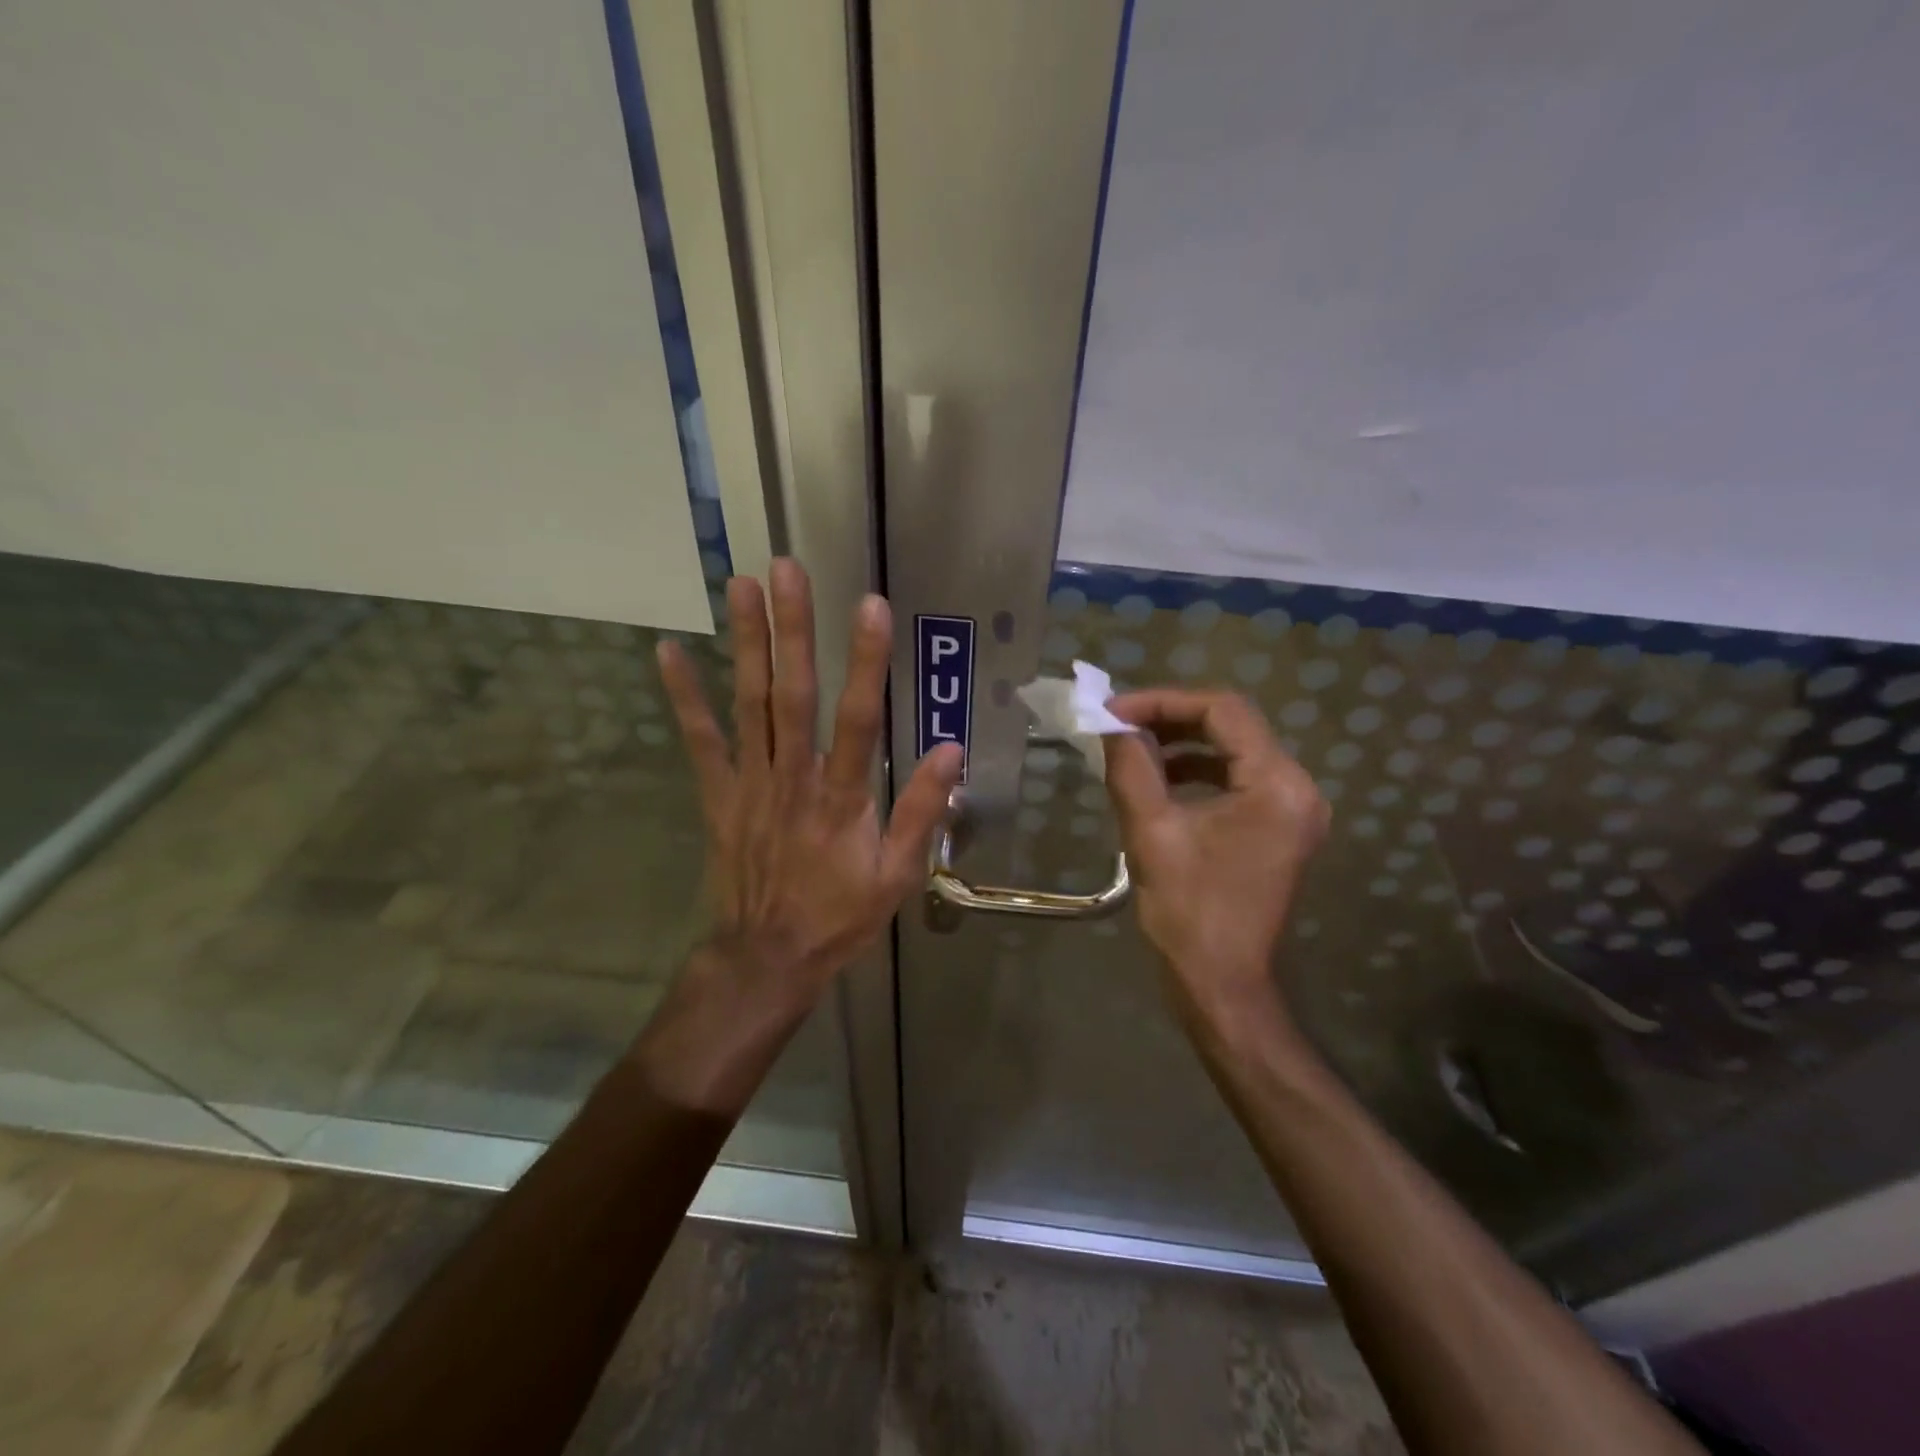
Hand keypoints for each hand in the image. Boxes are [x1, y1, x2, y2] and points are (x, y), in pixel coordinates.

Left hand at [655, 553, 960, 991]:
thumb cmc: (840, 916)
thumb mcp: (898, 875)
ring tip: (741, 584)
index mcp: (842, 798)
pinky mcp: (719, 795)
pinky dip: (684, 697)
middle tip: (786, 570)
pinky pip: (700, 742)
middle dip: (792, 630)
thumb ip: (922, 812)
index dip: (866, 662)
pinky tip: (669, 652)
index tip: (870, 606)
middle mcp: (794, 779)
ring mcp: (750, 784)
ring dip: (745, 643)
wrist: (767, 958)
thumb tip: (951, 750)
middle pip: (793, 696)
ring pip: (749, 704)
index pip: (859, 720)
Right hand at [1103, 689, 1329, 1023]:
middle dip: (1171, 719)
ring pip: (1234, 751)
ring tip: (1132, 749)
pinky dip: (1198, 772)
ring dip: (1183, 744)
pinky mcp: (1279, 828)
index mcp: (1277, 785)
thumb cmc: (1189, 911)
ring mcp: (1293, 810)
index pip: (1222, 711)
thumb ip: (1132, 767)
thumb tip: (1113, 726)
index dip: (1163, 702)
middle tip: (1118, 725)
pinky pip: (1238, 780)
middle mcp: (1298, 788)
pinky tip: (1160, 782)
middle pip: (1232, 726)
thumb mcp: (1151, 831)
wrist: (1221, 984)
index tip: (1113, 711)